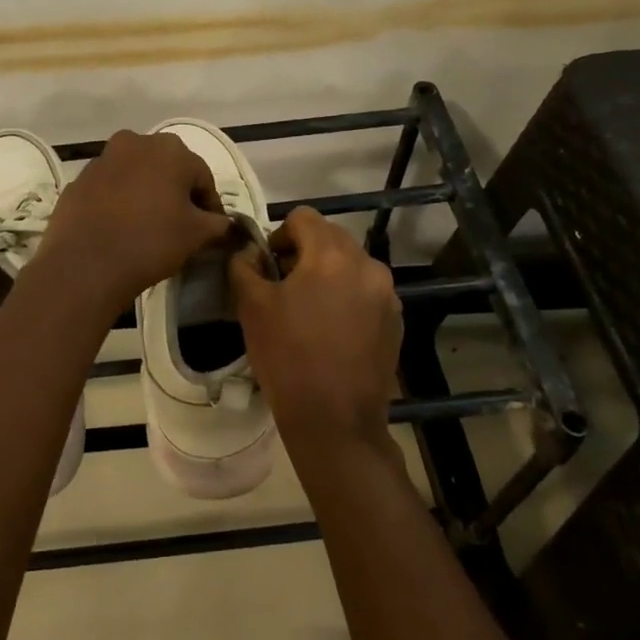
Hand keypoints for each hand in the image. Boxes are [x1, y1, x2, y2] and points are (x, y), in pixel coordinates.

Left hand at [38, 130, 232, 312]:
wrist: (85, 264)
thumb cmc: (150, 241)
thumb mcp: (196, 235)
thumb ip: (217, 223)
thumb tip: (223, 222)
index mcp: (171, 149)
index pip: (202, 177)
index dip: (210, 205)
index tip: (211, 230)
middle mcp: (136, 142)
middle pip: (167, 168)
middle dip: (177, 193)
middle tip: (182, 225)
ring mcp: (103, 159)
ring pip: (136, 174)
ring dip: (147, 193)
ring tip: (150, 225)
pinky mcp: (79, 179)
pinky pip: (110, 188)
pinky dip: (120, 201)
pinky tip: (121, 228)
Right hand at [228, 206, 402, 454]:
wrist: (335, 421)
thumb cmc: (287, 357)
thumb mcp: (251, 307)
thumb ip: (243, 265)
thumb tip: (247, 250)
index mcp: (331, 255)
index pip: (303, 217)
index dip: (279, 234)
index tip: (268, 265)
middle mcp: (367, 265)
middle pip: (330, 238)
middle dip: (304, 253)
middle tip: (283, 286)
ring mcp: (387, 294)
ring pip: (350, 265)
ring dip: (327, 274)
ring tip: (308, 309)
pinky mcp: (396, 321)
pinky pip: (366, 292)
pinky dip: (347, 297)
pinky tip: (331, 330)